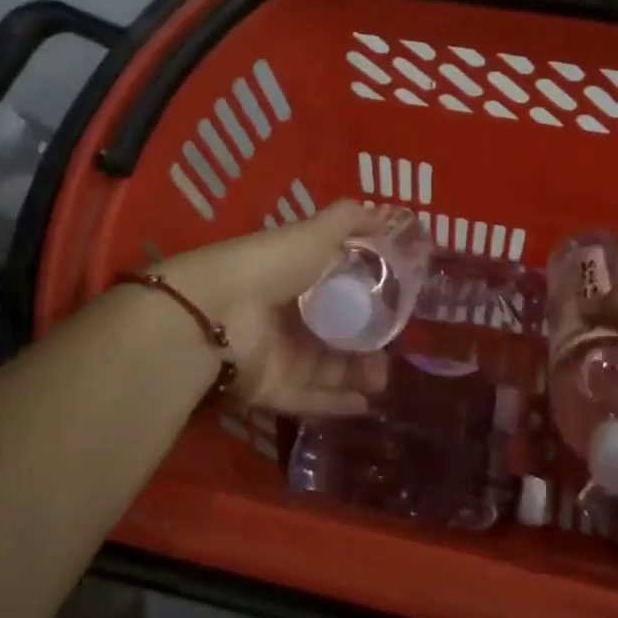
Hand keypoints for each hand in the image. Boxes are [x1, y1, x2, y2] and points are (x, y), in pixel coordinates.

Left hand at [158, 202, 389, 416]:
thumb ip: (349, 220)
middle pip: (333, 332)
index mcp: (292, 277)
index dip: (364, 294)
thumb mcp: (315, 233)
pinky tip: (367, 405)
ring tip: (387, 376)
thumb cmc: (271, 266)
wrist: (218, 314)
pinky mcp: (271, 389)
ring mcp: (277, 356)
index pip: (334, 287)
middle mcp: (284, 317)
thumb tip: (383, 212)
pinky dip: (337, 404)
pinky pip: (310, 400)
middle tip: (399, 346)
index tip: (398, 301)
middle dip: (366, 341)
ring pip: (326, 369)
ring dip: (358, 374)